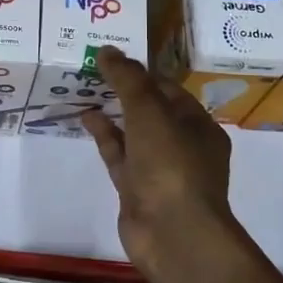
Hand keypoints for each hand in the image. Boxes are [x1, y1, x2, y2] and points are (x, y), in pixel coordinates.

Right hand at [81, 47, 282, 282]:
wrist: (172, 233)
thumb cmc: (171, 164)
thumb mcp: (150, 112)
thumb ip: (128, 79)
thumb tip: (106, 49)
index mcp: (198, 125)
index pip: (169, 89)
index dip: (142, 71)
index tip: (112, 56)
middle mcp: (182, 145)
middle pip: (151, 110)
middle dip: (125, 90)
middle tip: (93, 68)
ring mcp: (158, 169)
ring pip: (132, 132)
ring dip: (112, 111)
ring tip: (85, 88)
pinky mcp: (136, 188)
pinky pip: (118, 154)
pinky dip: (103, 135)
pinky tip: (85, 116)